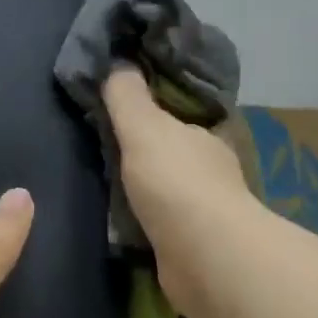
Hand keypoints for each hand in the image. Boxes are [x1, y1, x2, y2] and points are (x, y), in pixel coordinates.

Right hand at [103, 66, 252, 317]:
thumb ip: (127, 96)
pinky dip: (146, 223)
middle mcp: (210, 172)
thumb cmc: (175, 182)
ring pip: (169, 192)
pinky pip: (163, 226)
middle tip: (106, 151)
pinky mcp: (193, 247)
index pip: (179, 119)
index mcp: (205, 138)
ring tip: (107, 189)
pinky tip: (123, 224)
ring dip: (147, 191)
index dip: (155, 114)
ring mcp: (205, 213)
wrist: (204, 255)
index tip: (124, 113)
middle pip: (174, 155)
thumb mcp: (143, 127)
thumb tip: (118, 62)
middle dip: (147, 155)